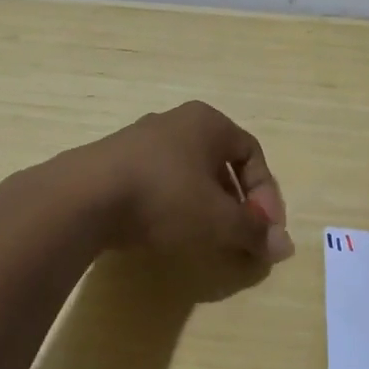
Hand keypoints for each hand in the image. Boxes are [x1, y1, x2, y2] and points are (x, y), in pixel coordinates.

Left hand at [77, 101, 294, 262]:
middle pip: (221, 162)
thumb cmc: (164, 197)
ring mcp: (141, 140)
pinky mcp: (114, 162)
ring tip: (206, 238)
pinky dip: (173, 205)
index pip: (252, 153)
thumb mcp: (218, 219)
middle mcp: (176, 122)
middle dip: (237, 202)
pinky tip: (167, 231)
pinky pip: (159, 181)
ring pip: (189, 173)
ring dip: (206, 205)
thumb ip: (253, 231)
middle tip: (240, 235)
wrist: (83, 198)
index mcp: (208, 122)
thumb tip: (285, 246)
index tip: (265, 230)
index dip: (266, 194)